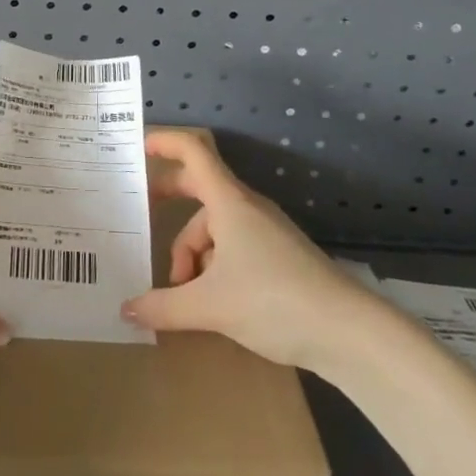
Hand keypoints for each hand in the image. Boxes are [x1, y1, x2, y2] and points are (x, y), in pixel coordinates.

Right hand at [120, 130, 401, 375]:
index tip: (137, 148)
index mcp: (228, 201)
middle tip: (142, 214)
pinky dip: (213, 263)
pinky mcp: (278, 255)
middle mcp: (245, 206)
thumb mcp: (211, 306)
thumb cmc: (275, 301)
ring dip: (192, 251)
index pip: (192, 150)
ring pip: (214, 225)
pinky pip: (232, 244)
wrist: (349, 333)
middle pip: (199, 186)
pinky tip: (210, 299)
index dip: (164, 141)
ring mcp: (265, 230)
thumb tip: (127, 309)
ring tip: (182, 292)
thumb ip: (164, 306)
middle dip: (169, 198)